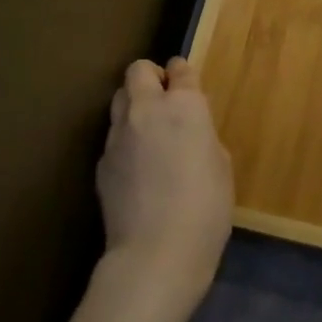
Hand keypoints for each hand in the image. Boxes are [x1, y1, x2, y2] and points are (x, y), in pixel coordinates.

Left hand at [97, 58, 233, 311]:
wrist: (156, 253)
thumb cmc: (206, 208)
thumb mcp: (220, 165)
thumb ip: (202, 136)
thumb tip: (189, 133)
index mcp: (184, 106)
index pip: (180, 68)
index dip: (183, 74)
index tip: (187, 84)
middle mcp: (146, 110)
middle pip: (138, 70)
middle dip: (150, 77)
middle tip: (164, 100)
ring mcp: (117, 135)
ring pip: (119, 99)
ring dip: (133, 105)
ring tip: (147, 132)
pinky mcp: (101, 162)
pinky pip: (113, 138)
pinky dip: (124, 141)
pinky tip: (136, 170)